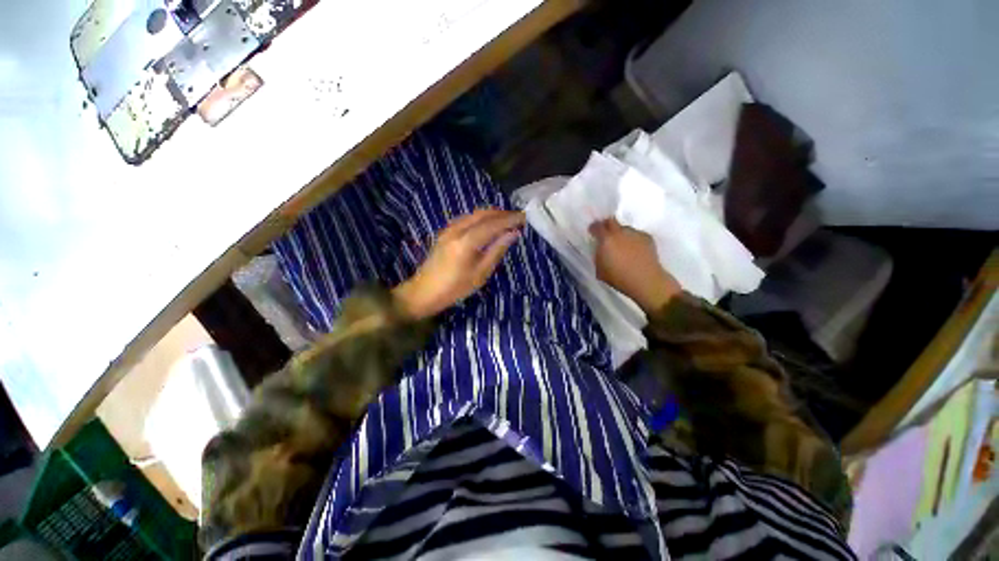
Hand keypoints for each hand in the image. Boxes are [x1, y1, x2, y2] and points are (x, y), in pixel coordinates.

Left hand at [394, 209, 523, 318]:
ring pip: (474, 214)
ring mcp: (448, 229)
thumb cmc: (454, 288)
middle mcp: (456, 229)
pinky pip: (467, 218)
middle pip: (483, 214)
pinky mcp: (445, 232)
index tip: (524, 217)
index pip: (493, 224)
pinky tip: (488, 224)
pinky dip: (481, 218)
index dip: (510, 219)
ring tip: (507, 220)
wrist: (423, 292)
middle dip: (502, 214)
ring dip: (492, 214)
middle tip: (518, 218)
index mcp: (466, 242)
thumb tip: (513, 233)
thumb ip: (496, 251)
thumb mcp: (480, 274)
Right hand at [589, 218, 680, 313]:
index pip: (596, 226)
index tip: (592, 232)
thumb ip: (598, 256)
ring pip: (624, 229)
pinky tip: (634, 250)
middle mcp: (620, 232)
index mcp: (606, 240)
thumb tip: (600, 250)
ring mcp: (635, 233)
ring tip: (622, 245)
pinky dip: (632, 240)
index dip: (593, 228)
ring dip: (620, 234)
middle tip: (605, 234)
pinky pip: (636, 235)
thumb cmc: (619, 278)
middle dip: (606, 225)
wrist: (646, 280)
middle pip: (611, 221)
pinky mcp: (647, 237)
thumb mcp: (599, 269)